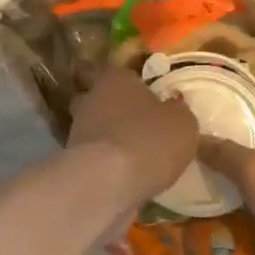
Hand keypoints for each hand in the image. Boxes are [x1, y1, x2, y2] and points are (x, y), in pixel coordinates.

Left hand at [68, 68, 199, 204]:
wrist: (105, 184)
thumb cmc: (148, 140)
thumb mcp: (182, 123)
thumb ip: (177, 111)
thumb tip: (171, 108)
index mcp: (115, 79)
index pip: (119, 71)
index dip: (132, 82)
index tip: (144, 93)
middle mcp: (91, 99)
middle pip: (100, 98)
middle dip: (115, 108)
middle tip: (137, 122)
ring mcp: (78, 130)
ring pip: (95, 127)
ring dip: (110, 137)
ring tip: (133, 153)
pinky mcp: (73, 161)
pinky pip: (93, 155)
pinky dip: (105, 162)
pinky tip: (123, 174)